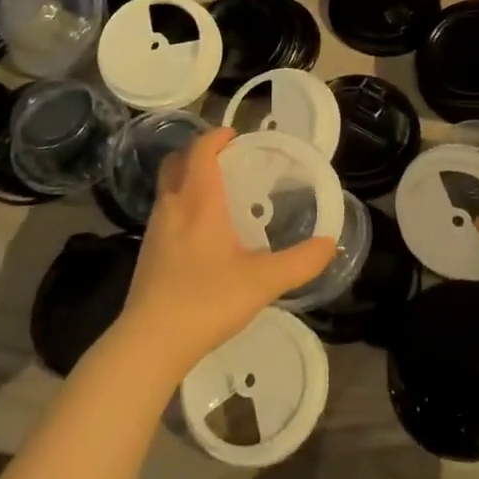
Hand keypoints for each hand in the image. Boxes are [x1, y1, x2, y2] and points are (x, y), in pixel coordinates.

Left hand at [119, 128, 335, 378]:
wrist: (150, 343)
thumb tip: (331, 243)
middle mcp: (173, 207)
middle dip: (198, 154)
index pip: (201, 151)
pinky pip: (166, 214)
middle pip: (176, 163)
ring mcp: (155, 231)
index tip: (235, 136)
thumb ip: (301, 261)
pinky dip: (183, 207)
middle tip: (226, 160)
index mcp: (199, 201)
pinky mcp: (147, 254)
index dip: (216, 137)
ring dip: (189, 180)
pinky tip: (202, 234)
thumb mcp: (264, 282)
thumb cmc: (207, 300)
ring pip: (168, 189)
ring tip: (219, 195)